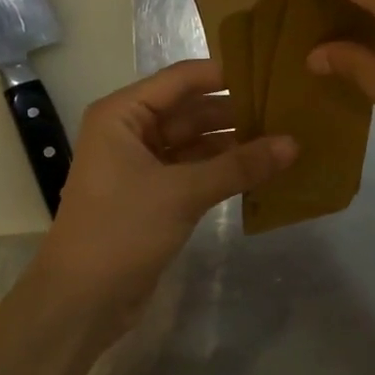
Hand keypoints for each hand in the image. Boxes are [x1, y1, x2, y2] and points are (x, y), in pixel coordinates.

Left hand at [30, 60, 295, 319]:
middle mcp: (130, 131)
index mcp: (123, 114)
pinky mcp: (153, 195)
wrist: (81, 301)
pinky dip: (222, 169)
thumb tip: (294, 143)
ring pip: (195, 142)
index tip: (273, 73)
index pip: (182, 79)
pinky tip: (260, 170)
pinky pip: (193, 170)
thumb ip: (239, 166)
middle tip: (288, 109)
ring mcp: (141, 164)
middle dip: (236, 112)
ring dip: (233, 143)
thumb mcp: (182, 193)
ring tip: (283, 138)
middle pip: (191, 110)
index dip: (226, 74)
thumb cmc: (121, 231)